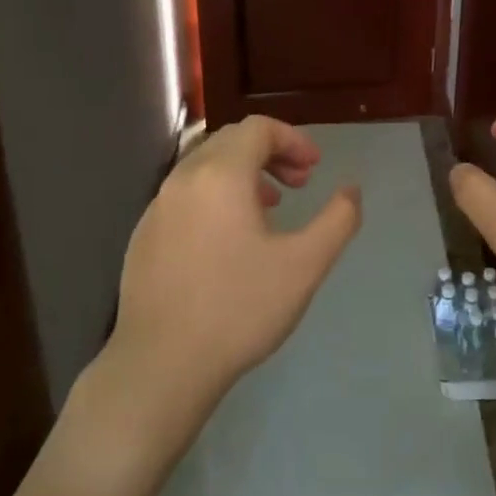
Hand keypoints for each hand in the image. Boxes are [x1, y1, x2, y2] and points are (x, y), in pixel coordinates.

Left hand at [105, 116, 361, 455]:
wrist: (161, 366)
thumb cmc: (239, 310)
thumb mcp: (305, 265)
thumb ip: (338, 220)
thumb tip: (352, 190)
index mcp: (220, 175)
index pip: (258, 128)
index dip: (293, 140)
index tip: (315, 169)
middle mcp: (183, 179)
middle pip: (231, 141)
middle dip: (271, 153)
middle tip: (299, 184)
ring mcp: (157, 207)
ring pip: (205, 168)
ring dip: (243, 174)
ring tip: (269, 209)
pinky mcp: (143, 236)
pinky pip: (185, 196)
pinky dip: (215, 197)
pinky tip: (229, 241)